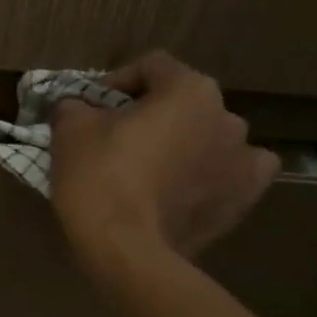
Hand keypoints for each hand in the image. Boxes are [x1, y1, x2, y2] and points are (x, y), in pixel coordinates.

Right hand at [49, 53, 277, 291]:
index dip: (117, 82)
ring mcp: (244, 159)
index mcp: (190, 89)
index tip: (93, 108)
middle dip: (152, 114)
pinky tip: (190, 186)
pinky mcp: (245, 199)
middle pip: (183, 102)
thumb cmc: (99, 177)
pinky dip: (214, 174)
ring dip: (183, 143)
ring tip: (151, 168)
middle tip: (118, 138)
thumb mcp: (70, 129)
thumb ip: (75, 106)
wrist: (126, 249)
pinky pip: (232, 173)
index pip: (151, 67)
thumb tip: (76, 107)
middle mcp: (228, 116)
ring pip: (209, 137)